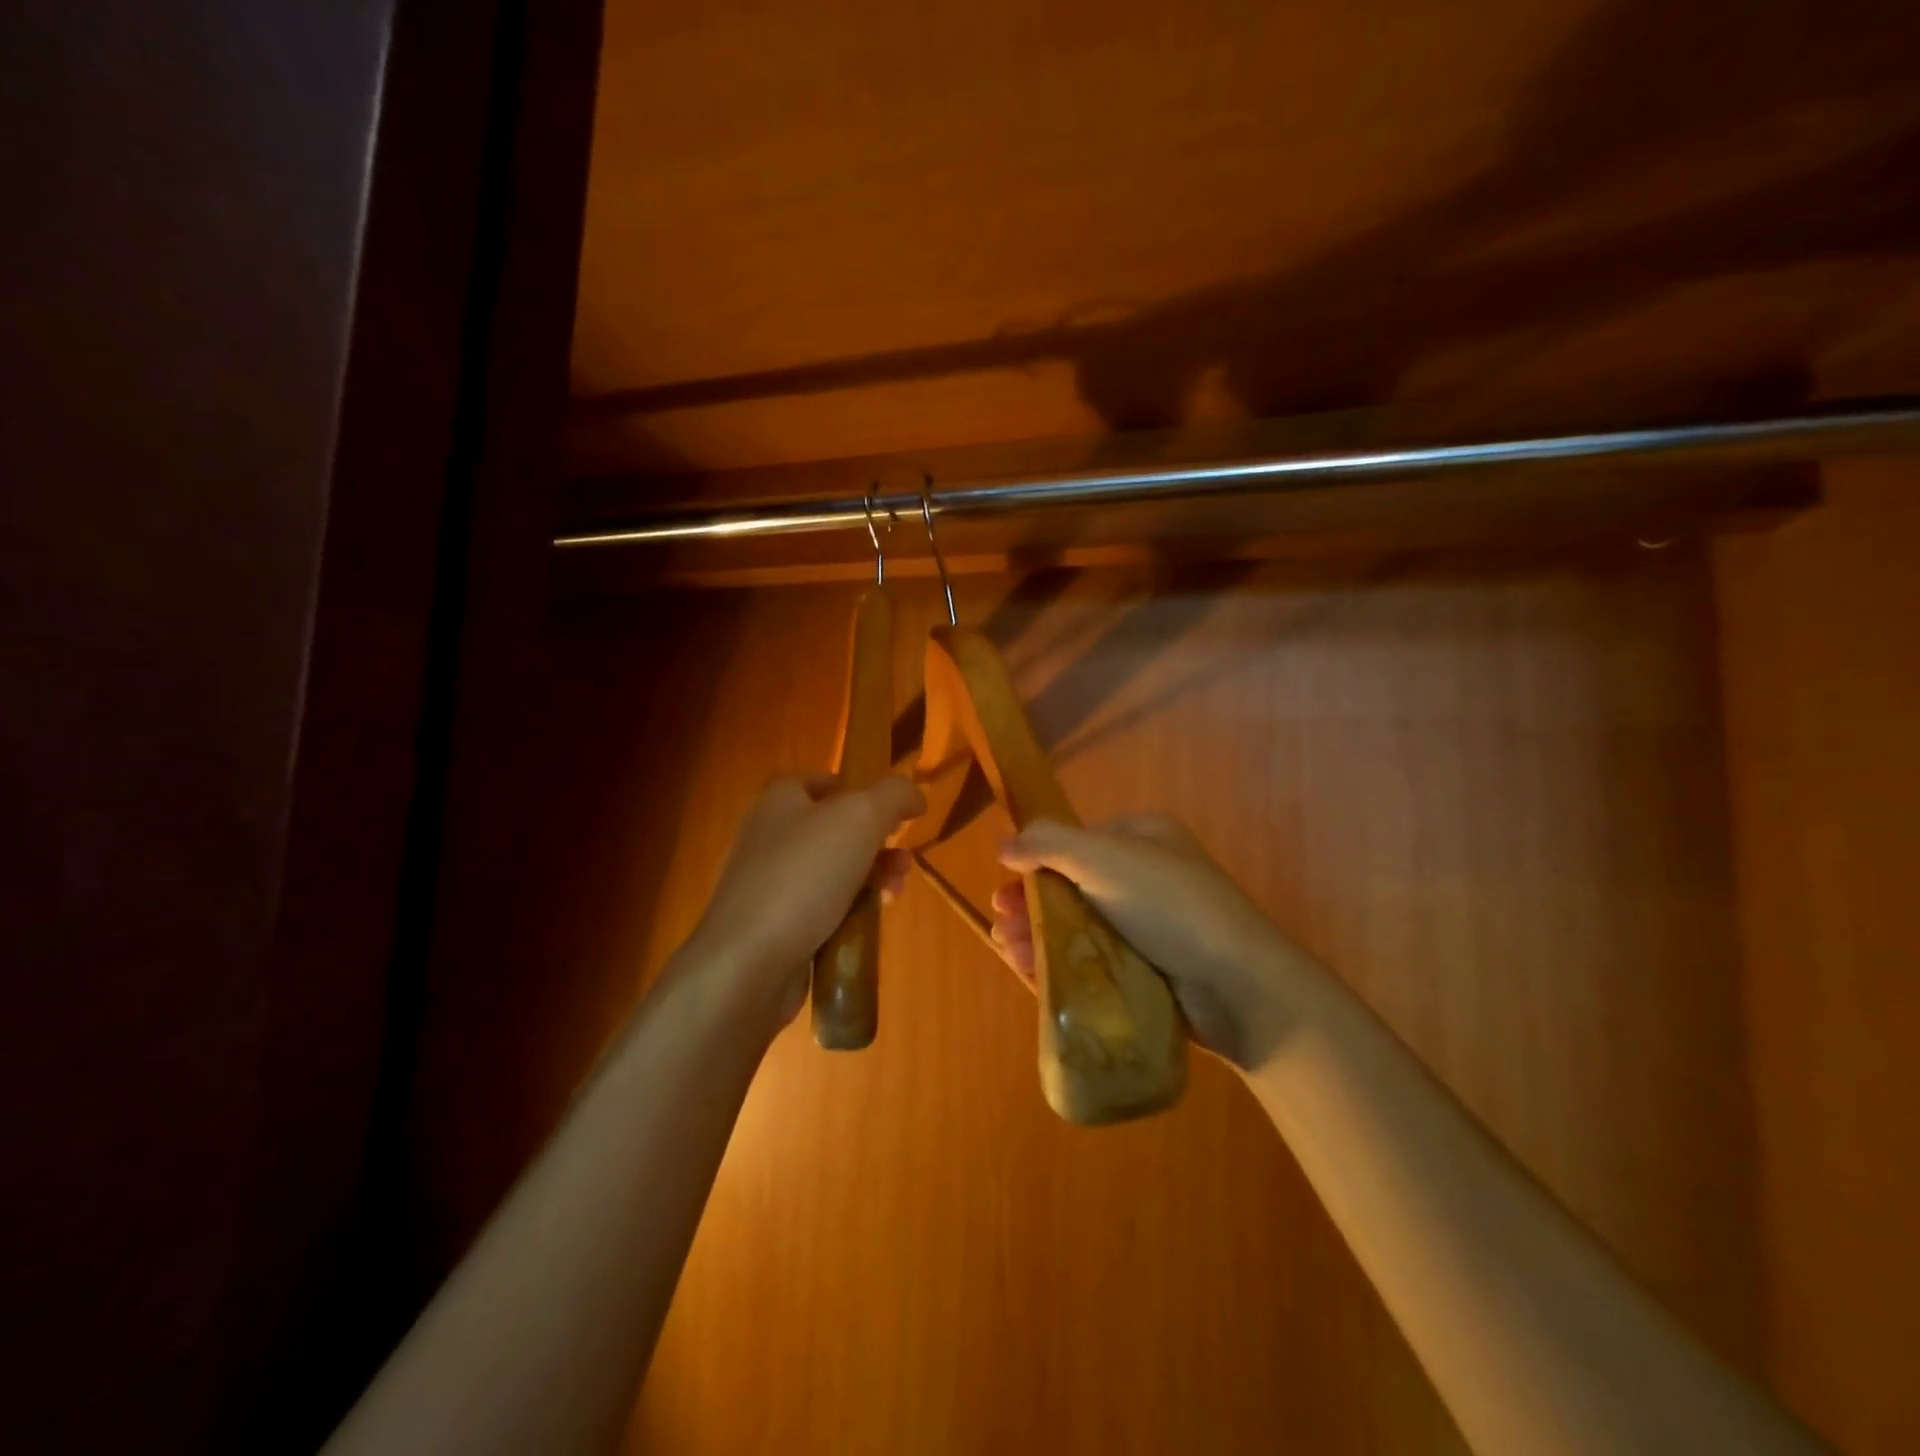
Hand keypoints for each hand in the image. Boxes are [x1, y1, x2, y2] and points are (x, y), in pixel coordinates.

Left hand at [692, 774, 924, 1027]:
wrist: (748, 963)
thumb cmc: (804, 875)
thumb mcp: (860, 817)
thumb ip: (893, 794)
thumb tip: (913, 794)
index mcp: (781, 799)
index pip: (825, 780)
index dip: (862, 789)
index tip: (895, 811)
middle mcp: (770, 835)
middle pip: (836, 828)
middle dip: (878, 841)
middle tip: (905, 858)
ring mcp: (770, 882)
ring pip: (833, 870)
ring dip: (871, 876)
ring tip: (896, 891)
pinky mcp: (774, 924)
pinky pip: (822, 908)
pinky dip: (849, 911)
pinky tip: (869, 922)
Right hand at [994, 814, 1300, 1069]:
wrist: (1238, 985)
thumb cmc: (1169, 906)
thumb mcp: (1104, 857)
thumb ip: (1049, 843)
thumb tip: (1005, 844)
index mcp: (1143, 839)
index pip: (1077, 844)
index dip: (1037, 864)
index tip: (1006, 889)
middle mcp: (1147, 877)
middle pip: (1075, 887)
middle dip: (1033, 905)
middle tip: (1003, 926)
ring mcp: (1151, 926)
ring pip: (1082, 926)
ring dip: (1041, 935)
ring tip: (1009, 951)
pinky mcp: (1151, 970)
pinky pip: (1097, 961)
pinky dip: (1064, 964)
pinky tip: (1033, 972)